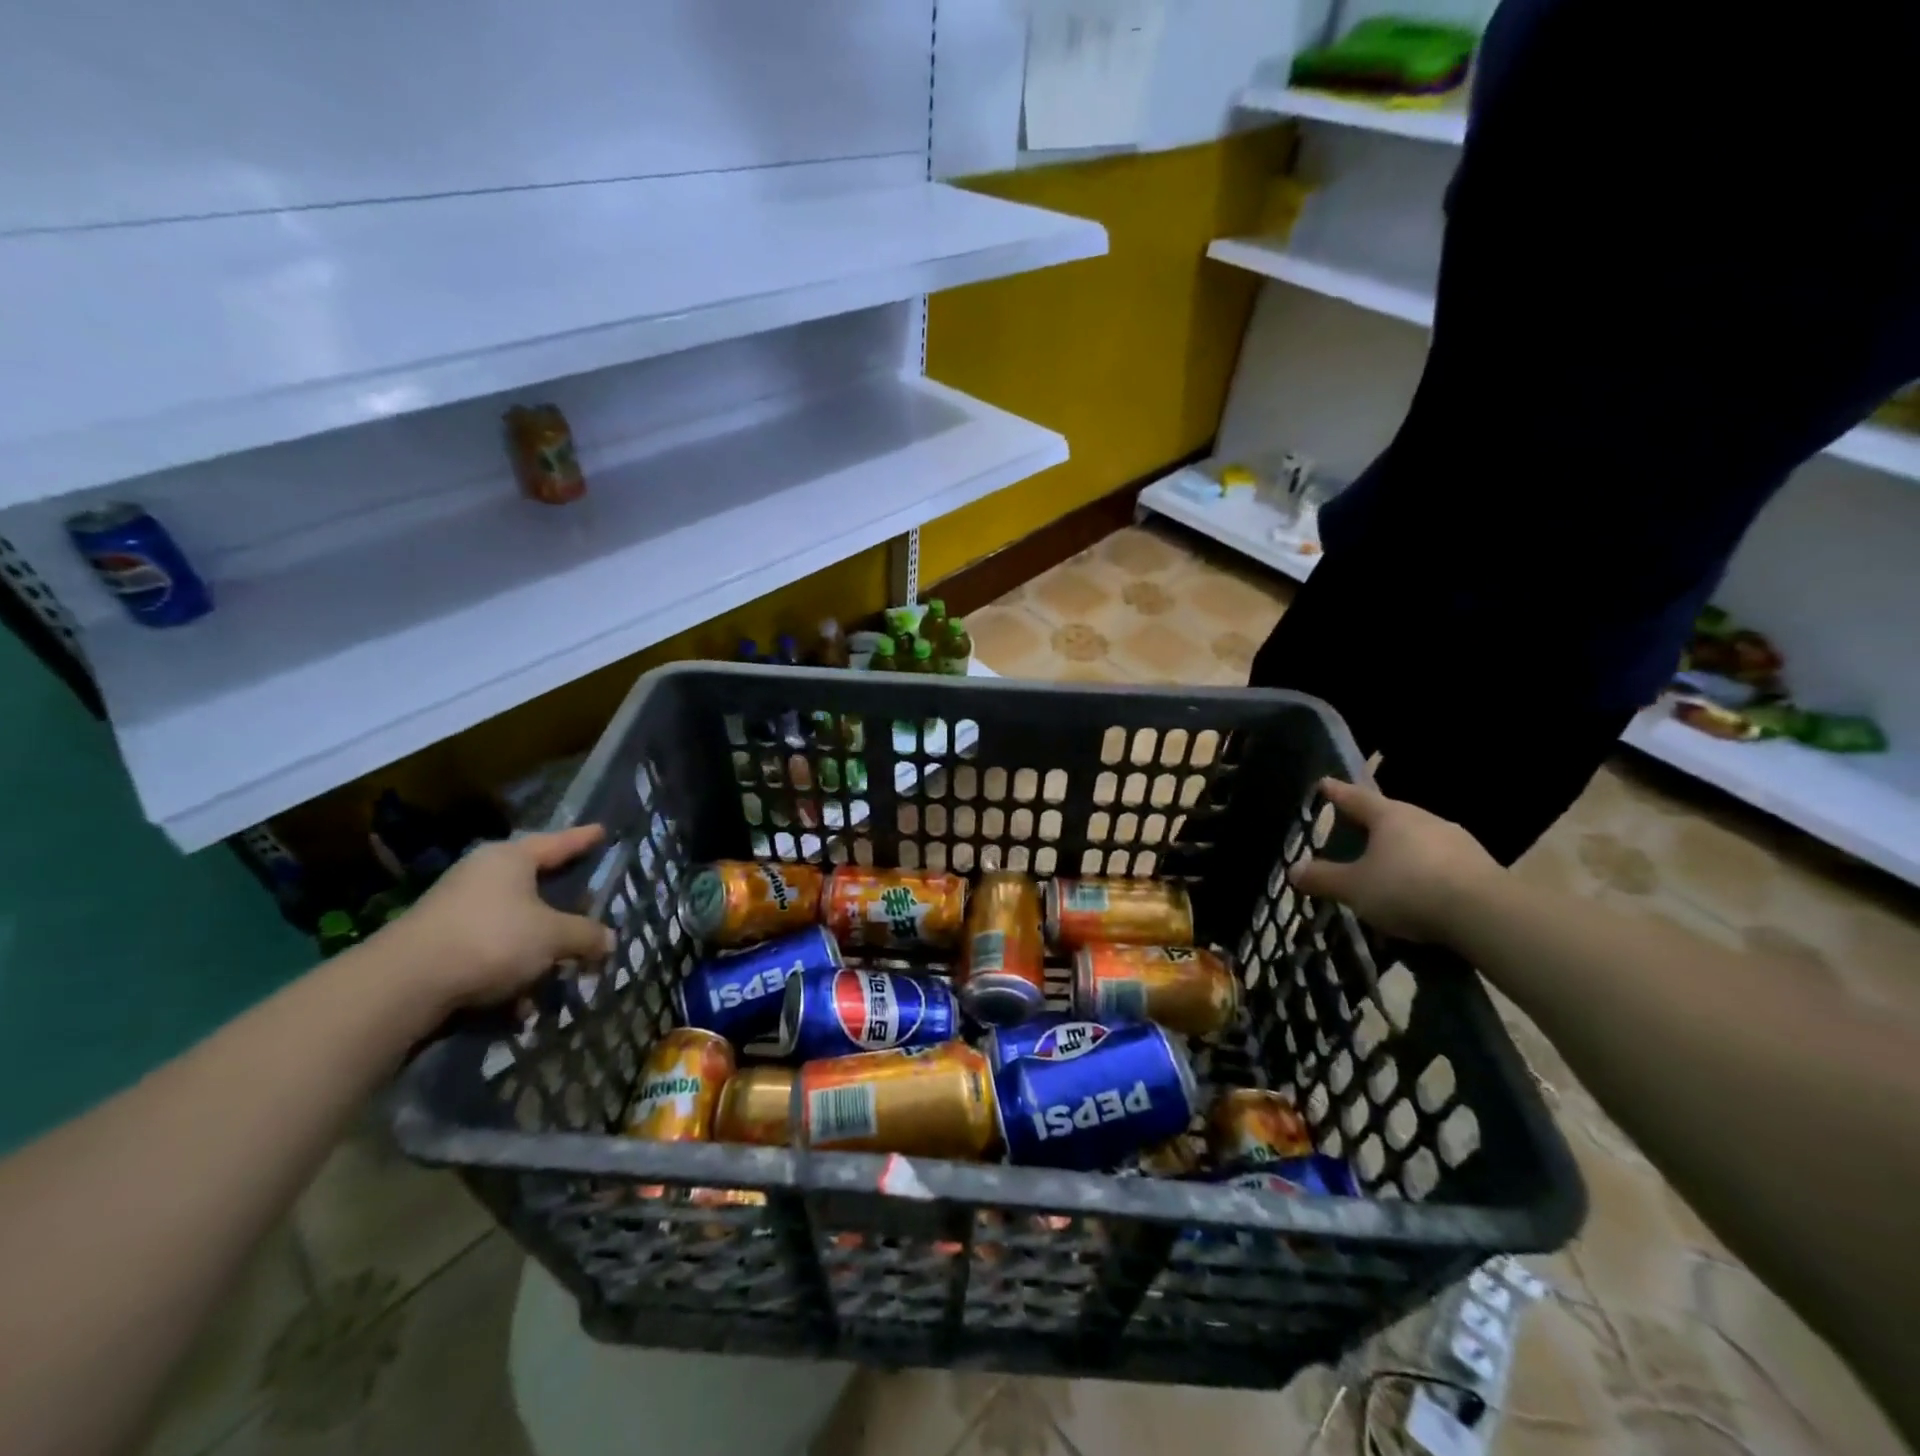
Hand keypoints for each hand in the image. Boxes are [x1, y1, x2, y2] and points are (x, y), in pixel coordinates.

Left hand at [388, 825, 616, 1009]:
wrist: (404, 985)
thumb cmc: (491, 939)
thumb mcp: (553, 937)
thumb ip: (586, 935)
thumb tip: (609, 940)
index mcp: (510, 859)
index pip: (557, 842)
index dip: (582, 839)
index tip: (602, 831)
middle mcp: (482, 876)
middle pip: (535, 885)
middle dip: (563, 906)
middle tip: (590, 907)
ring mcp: (456, 911)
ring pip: (514, 925)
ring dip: (538, 951)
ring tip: (562, 973)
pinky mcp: (440, 946)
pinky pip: (491, 953)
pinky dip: (510, 973)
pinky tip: (522, 1005)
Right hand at [1288, 778, 1500, 941]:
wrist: (1487, 915)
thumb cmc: (1408, 889)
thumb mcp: (1354, 888)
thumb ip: (1323, 879)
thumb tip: (1293, 870)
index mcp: (1389, 816)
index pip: (1355, 796)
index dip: (1336, 792)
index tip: (1324, 783)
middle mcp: (1423, 818)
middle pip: (1389, 815)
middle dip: (1370, 822)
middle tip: (1352, 830)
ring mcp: (1456, 840)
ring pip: (1417, 837)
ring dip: (1400, 847)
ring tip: (1385, 865)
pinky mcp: (1479, 865)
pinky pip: (1439, 860)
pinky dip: (1423, 868)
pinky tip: (1418, 888)